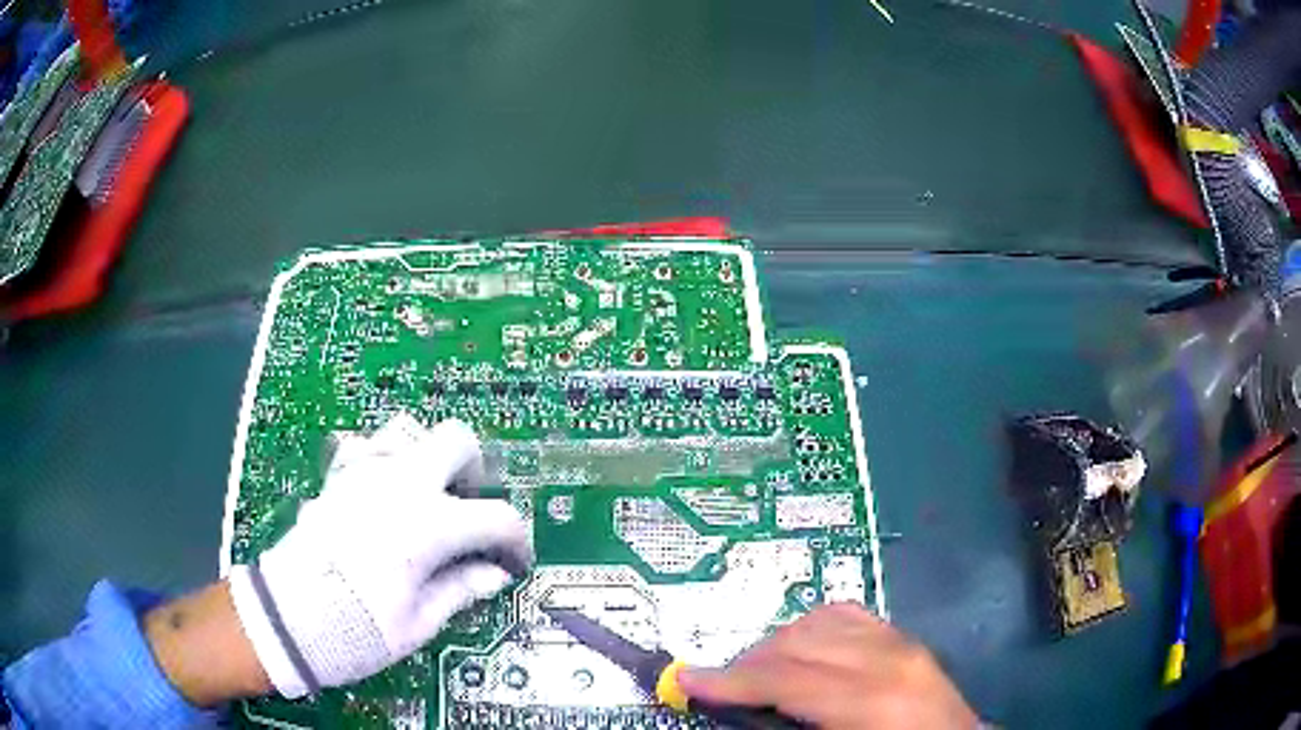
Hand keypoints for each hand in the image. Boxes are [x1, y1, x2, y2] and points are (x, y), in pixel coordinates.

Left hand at [227, 414, 532, 697]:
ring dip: (428, 457)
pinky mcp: (337, 477)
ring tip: (427, 498)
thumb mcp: (419, 623)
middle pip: (457, 440)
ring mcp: (364, 473)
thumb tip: (495, 574)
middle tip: (469, 510)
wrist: (286, 618)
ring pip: (410, 429)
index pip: (498, 517)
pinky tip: (383, 494)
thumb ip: (462, 589)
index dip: (516, 542)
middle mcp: (401, 484)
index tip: (512, 564)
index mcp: (430, 524)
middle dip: (474, 471)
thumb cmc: (357, 629)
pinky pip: (367, 445)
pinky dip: (385, 459)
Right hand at [678, 603, 977, 729]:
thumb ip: (787, 728)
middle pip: (797, 642)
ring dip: (776, 643)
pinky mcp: (906, 638)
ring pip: (818, 621)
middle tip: (717, 685)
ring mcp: (901, 641)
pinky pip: (848, 615)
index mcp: (873, 698)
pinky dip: (812, 627)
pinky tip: (800, 649)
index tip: (687, 681)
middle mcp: (887, 658)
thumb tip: (741, 713)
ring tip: (756, 672)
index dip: (730, 680)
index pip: (786, 678)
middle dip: (747, 663)